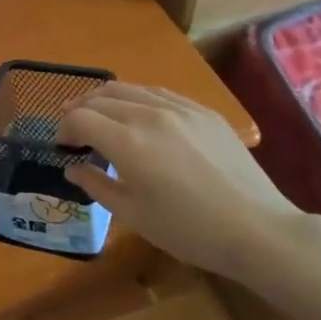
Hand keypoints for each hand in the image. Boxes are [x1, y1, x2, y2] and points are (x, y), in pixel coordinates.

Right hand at [59, 83, 299, 277]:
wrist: (257, 229)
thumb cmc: (188, 230)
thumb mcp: (133, 215)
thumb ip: (96, 185)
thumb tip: (72, 167)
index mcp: (128, 142)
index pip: (80, 119)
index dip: (64, 130)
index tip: (63, 147)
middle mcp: (149, 114)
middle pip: (100, 98)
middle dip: (79, 111)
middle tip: (73, 130)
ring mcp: (179, 108)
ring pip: (128, 88)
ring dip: (105, 99)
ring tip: (98, 114)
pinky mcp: (203, 111)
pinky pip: (159, 93)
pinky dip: (137, 98)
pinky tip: (138, 112)